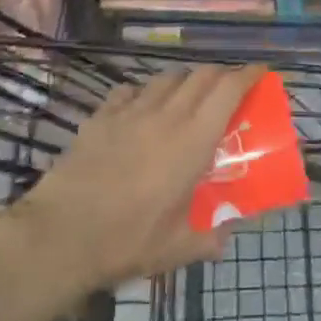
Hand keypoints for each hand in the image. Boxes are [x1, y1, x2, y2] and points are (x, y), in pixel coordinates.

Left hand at [9, 63, 267, 289]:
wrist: (60, 235)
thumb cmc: (127, 240)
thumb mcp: (177, 248)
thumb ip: (208, 239)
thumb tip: (225, 237)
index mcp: (193, 140)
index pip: (228, 89)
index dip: (247, 74)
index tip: (261, 72)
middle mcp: (166, 114)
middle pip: (201, 75)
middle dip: (220, 75)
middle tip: (228, 90)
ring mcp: (130, 111)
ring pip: (166, 77)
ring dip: (184, 81)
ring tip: (186, 98)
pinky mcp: (101, 117)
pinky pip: (129, 91)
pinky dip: (144, 93)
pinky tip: (140, 109)